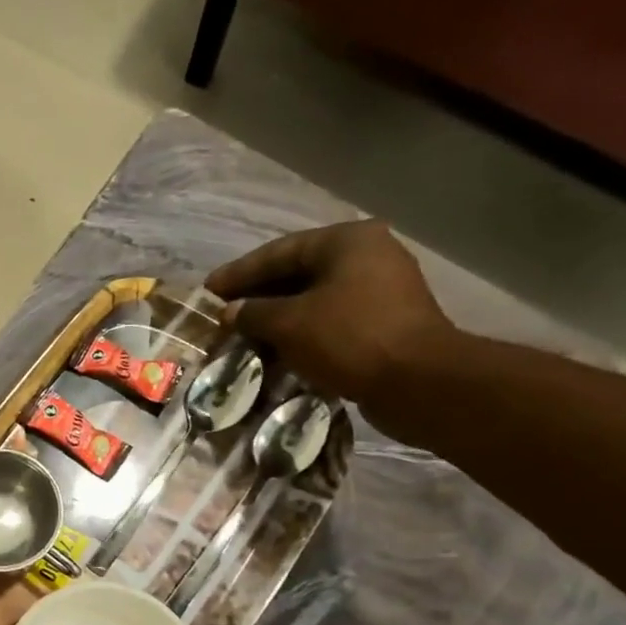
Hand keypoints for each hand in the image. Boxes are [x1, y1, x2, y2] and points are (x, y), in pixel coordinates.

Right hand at [202, 221, 456, 406]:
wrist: (417, 382)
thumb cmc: (349, 338)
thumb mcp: (289, 323)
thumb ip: (253, 313)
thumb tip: (230, 312)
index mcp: (347, 242)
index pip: (278, 252)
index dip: (238, 273)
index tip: (207, 291)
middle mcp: (367, 256)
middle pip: (297, 273)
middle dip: (257, 296)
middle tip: (222, 315)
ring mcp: (379, 290)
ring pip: (312, 299)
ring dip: (276, 318)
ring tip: (241, 336)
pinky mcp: (383, 322)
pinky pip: (328, 321)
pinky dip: (299, 333)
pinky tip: (274, 351)